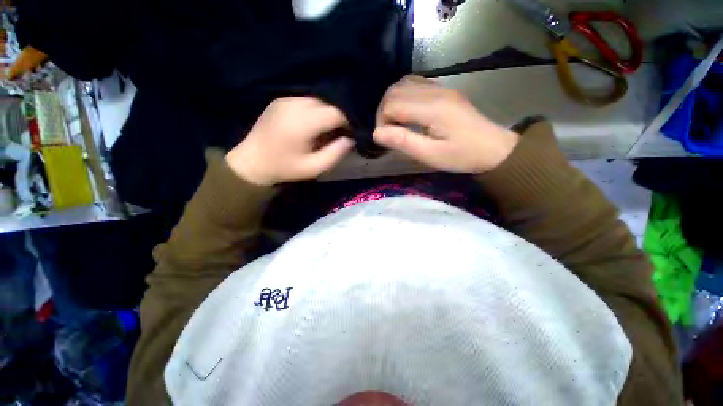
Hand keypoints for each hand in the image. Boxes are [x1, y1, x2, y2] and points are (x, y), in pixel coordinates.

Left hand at [226, 97, 354, 185]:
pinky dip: (314, 111)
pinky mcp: (280, 100)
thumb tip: (351, 139)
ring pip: (317, 101)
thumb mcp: (314, 168)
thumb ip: (335, 153)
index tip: (348, 134)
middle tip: (336, 134)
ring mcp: (285, 100)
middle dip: (336, 118)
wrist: (252, 162)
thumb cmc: (285, 168)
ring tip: (323, 130)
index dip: (346, 122)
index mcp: (302, 123)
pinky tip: (310, 125)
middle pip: (327, 104)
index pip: (335, 113)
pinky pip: (305, 101)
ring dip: (325, 114)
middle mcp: (294, 105)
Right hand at [373, 75, 518, 173]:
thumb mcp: (431, 155)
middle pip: (394, 90)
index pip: (392, 103)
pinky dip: (403, 97)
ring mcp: (440, 88)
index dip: (382, 121)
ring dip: (392, 102)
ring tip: (395, 123)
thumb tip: (377, 133)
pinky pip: (415, 84)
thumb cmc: (463, 156)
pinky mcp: (443, 91)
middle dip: (384, 111)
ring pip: (403, 84)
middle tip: (388, 132)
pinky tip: (406, 113)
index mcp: (432, 108)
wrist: (494, 148)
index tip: (385, 139)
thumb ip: (403, 142)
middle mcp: (434, 91)